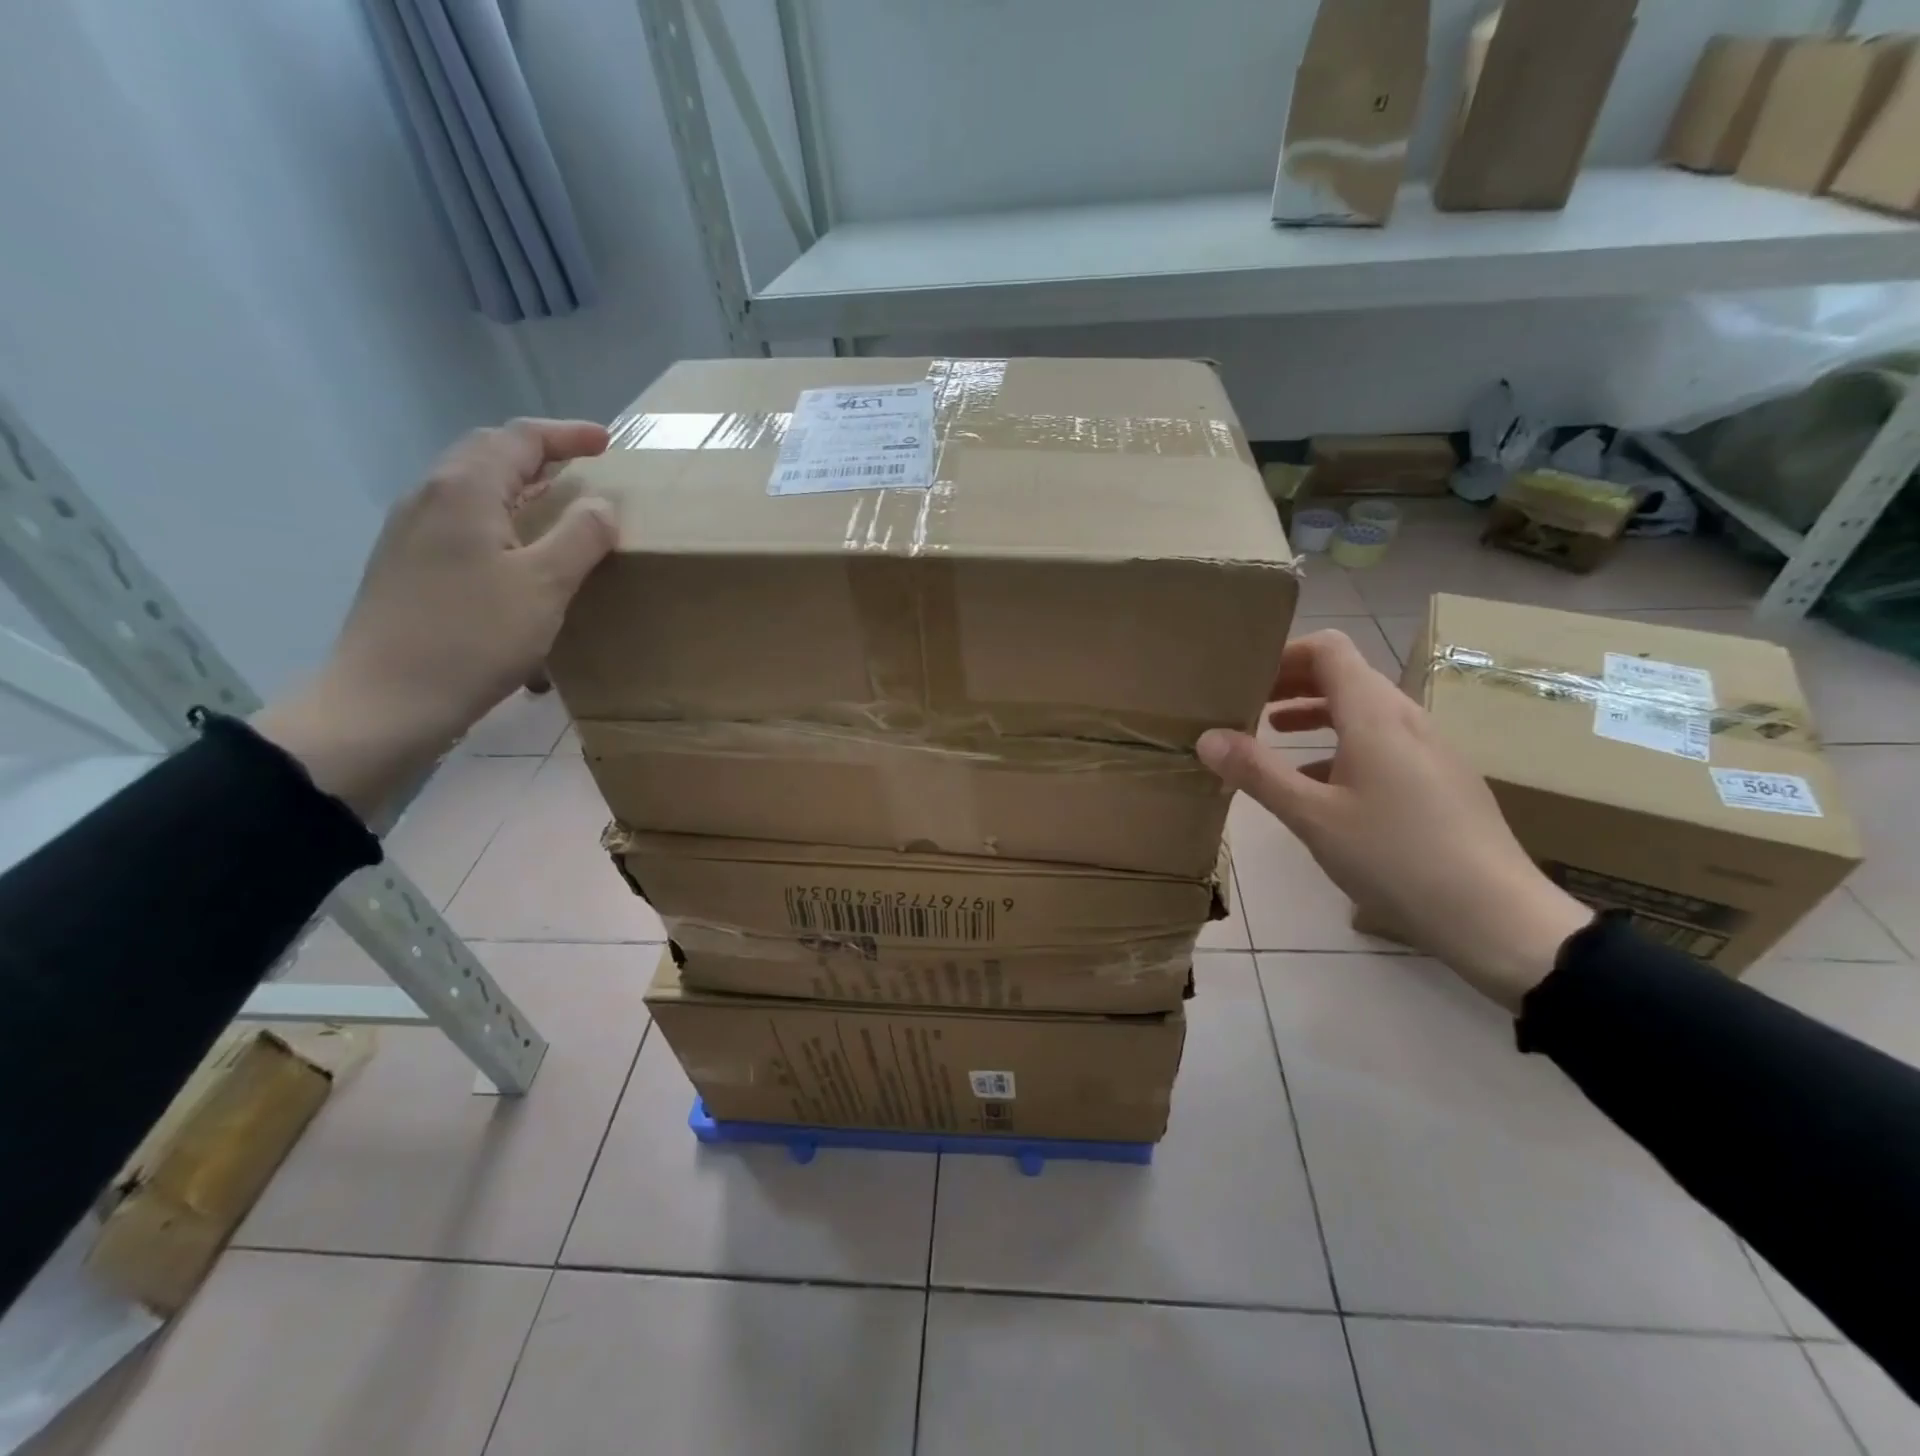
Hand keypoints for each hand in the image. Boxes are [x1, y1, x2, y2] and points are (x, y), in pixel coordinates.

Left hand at [255, 419, 616, 817]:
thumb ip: (580, 537)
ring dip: (518, 486)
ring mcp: (409, 532)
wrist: (387, 700)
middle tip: (583, 467)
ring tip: (557, 506)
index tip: (605, 442)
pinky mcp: (406, 566)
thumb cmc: (474, 638)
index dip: (566, 435)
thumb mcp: (545, 586)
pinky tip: (517, 552)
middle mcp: (429, 497)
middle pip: (487, 455)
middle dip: (539, 454)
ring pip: (472, 488)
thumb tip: (601, 505)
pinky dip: (500, 518)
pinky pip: (461, 521)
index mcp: (465, 490)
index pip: (518, 439)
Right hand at [1197, 630, 1590, 1012]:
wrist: (1496, 917)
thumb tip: (1207, 737)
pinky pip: (1383, 742)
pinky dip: (1341, 745)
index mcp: (1375, 716)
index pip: (1329, 649)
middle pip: (1346, 676)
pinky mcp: (1441, 780)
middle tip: (1247, 704)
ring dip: (1316, 713)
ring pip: (1364, 711)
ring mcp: (1430, 750)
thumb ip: (1257, 772)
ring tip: (1273, 734)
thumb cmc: (1395, 857)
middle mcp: (1407, 719)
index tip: (1245, 677)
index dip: (1284, 653)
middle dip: (1292, 683)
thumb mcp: (1312, 817)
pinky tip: (1319, 783)